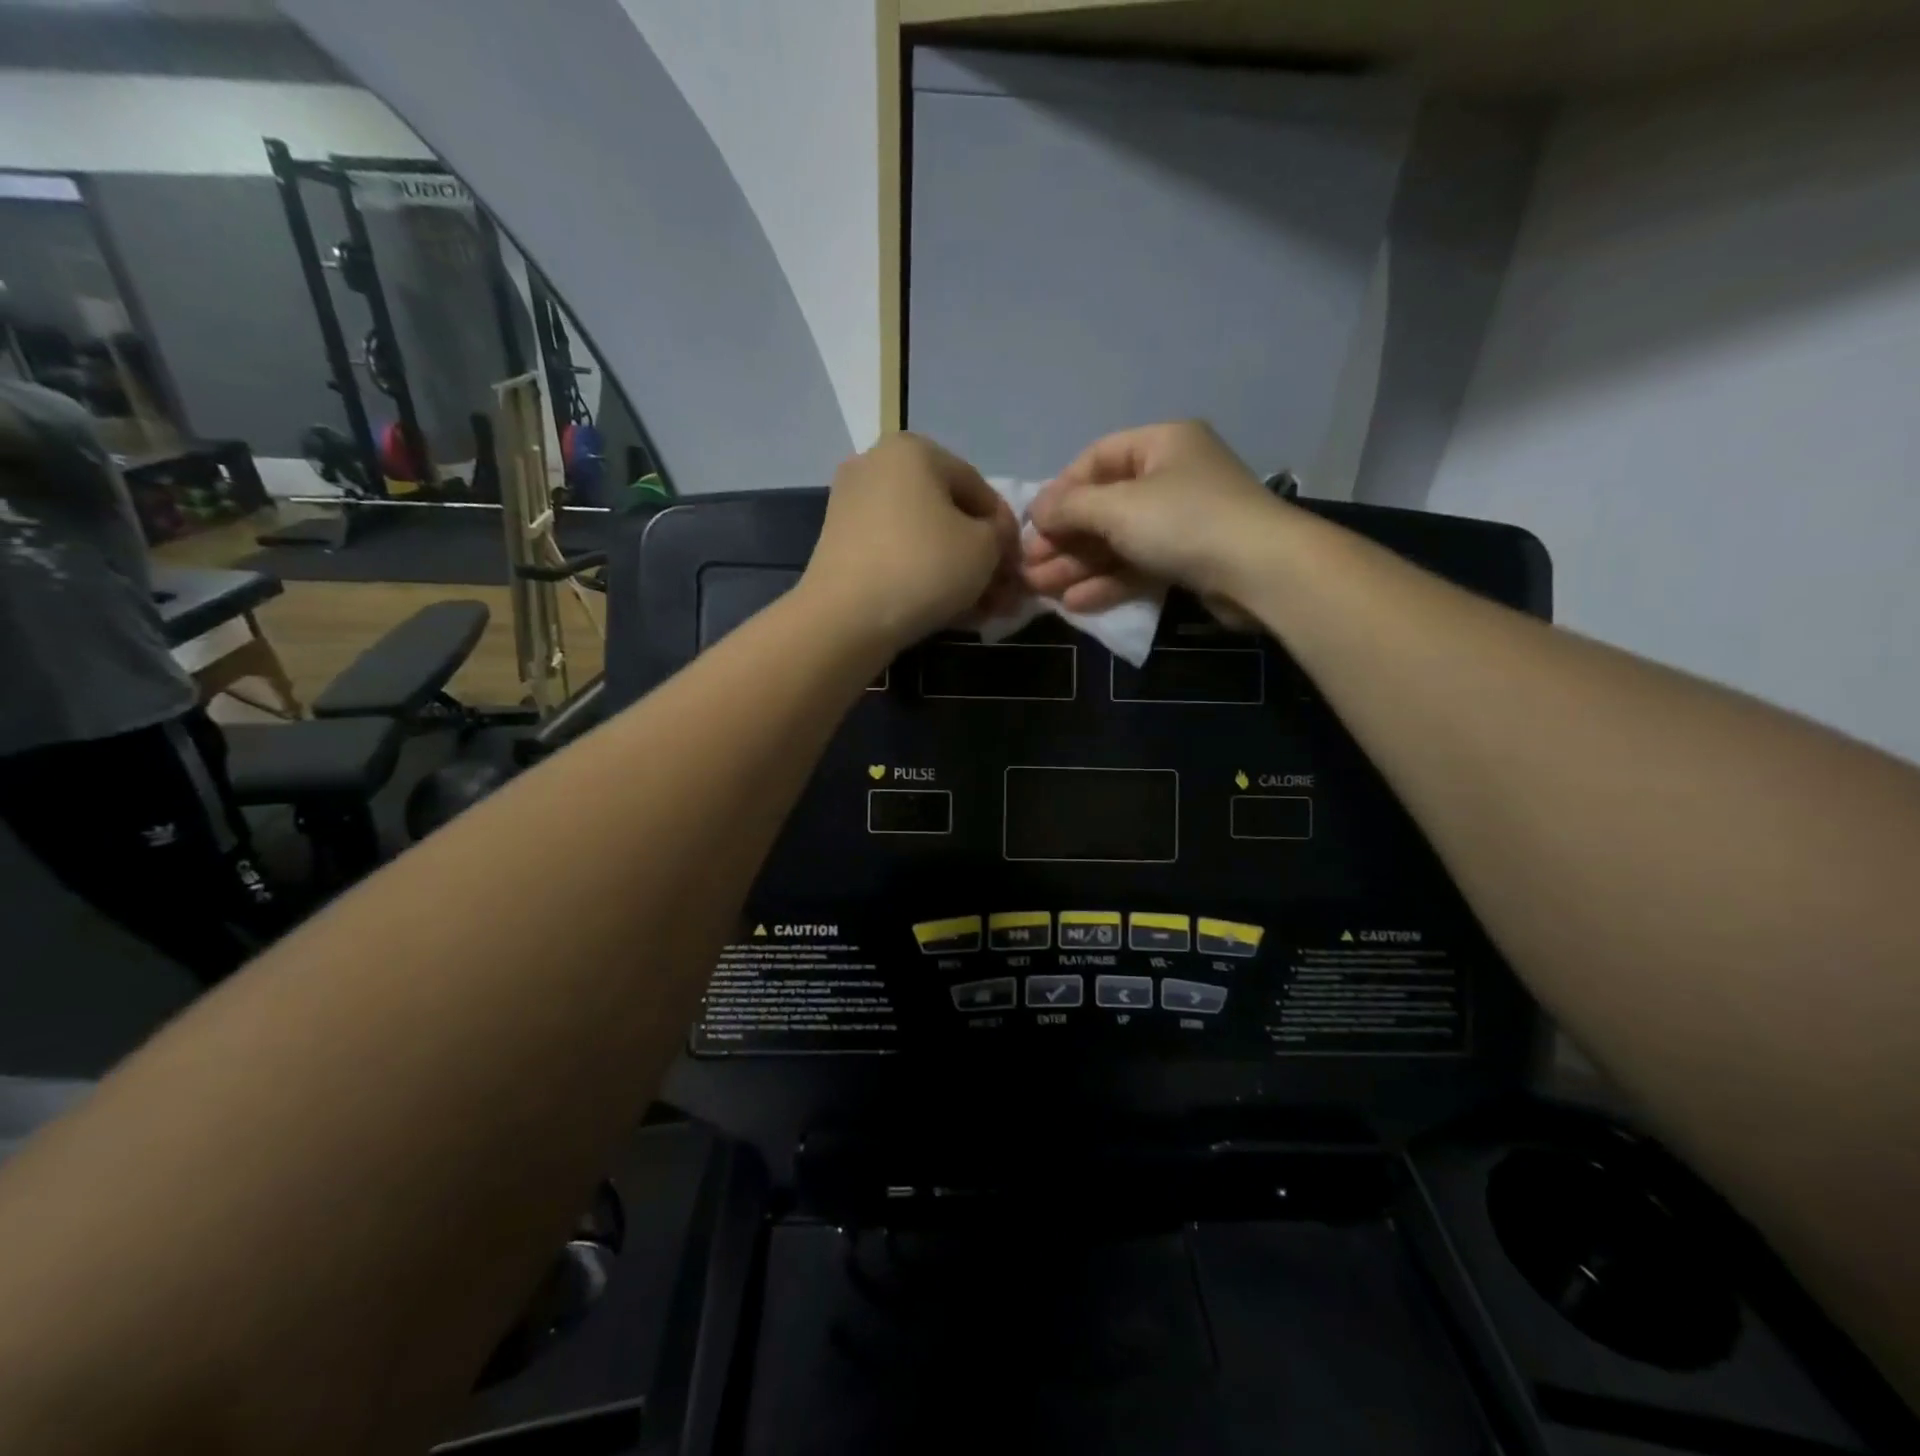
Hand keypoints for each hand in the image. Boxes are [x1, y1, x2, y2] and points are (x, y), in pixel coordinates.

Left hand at [802, 433, 1021, 651]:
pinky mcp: (840, 543)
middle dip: (980, 556)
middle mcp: (877, 465)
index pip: (979, 488)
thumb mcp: (985, 548)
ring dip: (955, 572)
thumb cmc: (924, 567)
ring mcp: (852, 504)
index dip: (1006, 531)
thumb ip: (1001, 536)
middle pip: (948, 514)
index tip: (1017, 569)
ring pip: (923, 538)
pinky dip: (922, 576)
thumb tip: (996, 540)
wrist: (846, 618)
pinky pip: (896, 554)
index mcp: (914, 449)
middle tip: (1000, 595)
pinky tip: (946, 609)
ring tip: (978, 610)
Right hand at [1023, 420, 1281, 612]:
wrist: (1260, 571)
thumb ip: (1071, 508)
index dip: (1059, 492)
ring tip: (1040, 589)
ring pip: (1117, 541)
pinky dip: (1107, 582)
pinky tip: (1075, 603)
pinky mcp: (1188, 560)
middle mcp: (1171, 477)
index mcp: (1160, 444)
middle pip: (1103, 506)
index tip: (1031, 524)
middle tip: (1028, 566)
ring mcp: (1181, 521)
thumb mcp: (1118, 507)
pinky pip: (1137, 565)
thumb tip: (1035, 510)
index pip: (1096, 460)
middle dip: (1063, 539)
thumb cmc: (1184, 522)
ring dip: (1078, 565)